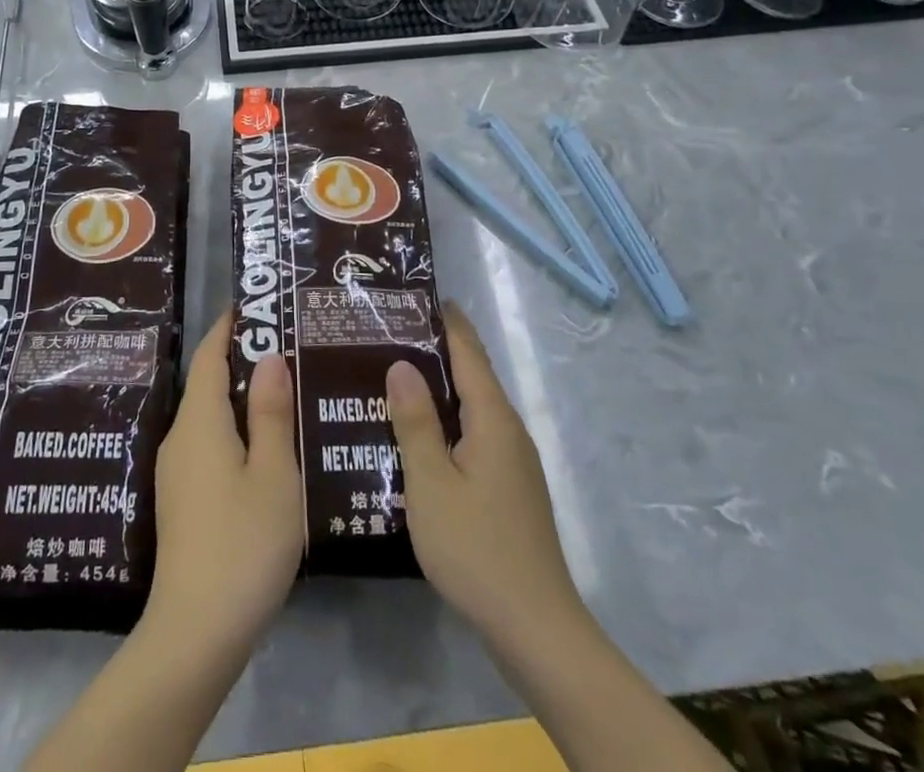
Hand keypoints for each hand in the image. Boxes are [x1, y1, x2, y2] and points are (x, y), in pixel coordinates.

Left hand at [143, 313, 302, 657]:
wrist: (195, 634)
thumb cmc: (242, 544)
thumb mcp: (273, 475)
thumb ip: (271, 413)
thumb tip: (269, 358)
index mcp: (200, 422)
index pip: (210, 356)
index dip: (229, 327)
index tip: (254, 304)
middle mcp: (180, 438)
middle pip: (208, 383)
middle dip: (241, 359)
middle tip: (285, 345)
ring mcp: (176, 472)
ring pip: (209, 416)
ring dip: (240, 397)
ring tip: (282, 389)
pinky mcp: (181, 500)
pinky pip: (207, 443)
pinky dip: (234, 428)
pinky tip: (264, 445)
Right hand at [386, 303, 581, 640]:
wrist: (535, 628)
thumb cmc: (476, 548)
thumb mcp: (431, 483)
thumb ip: (415, 422)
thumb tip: (401, 364)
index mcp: (493, 419)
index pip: (469, 353)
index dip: (446, 321)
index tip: (416, 295)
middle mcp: (509, 431)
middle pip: (472, 377)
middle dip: (436, 351)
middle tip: (388, 334)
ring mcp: (513, 463)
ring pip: (472, 409)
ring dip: (439, 389)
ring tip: (394, 377)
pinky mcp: (509, 489)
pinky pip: (474, 436)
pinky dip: (447, 422)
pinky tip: (419, 436)